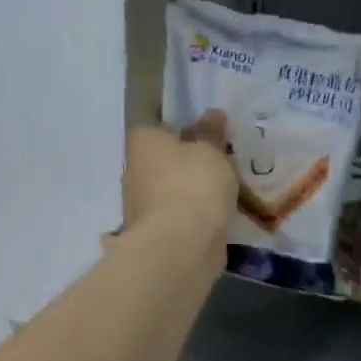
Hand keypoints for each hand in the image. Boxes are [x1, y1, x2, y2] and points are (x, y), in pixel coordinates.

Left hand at [122, 112, 237, 250]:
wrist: (181, 246)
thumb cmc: (194, 184)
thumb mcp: (211, 151)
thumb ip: (212, 133)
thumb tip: (211, 113)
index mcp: (143, 141)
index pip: (157, 125)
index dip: (182, 127)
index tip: (207, 134)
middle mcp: (134, 170)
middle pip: (163, 159)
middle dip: (187, 161)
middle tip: (221, 162)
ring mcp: (141, 205)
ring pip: (170, 189)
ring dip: (191, 190)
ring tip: (225, 190)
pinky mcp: (154, 233)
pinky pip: (179, 216)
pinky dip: (194, 216)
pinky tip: (217, 216)